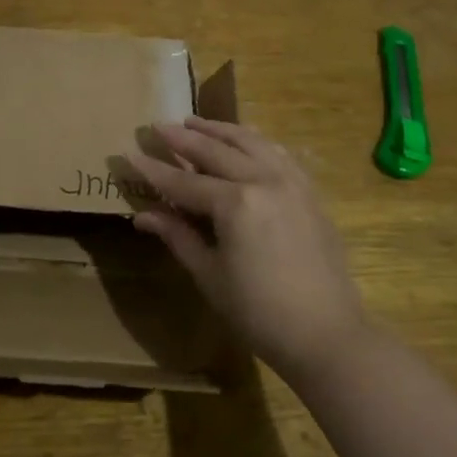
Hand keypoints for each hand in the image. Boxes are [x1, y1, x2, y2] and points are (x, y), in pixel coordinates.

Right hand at [127, 118, 366, 383]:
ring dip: (219, 130)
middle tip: (158, 126)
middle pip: (216, 151)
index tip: (129, 153)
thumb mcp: (210, 275)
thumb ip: (178, 236)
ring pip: (250, 142)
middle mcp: (264, 180)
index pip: (184, 182)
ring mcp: (292, 182)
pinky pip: (278, 153)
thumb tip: (143, 216)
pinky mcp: (310, 191)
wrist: (326, 333)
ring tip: (195, 122)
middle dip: (184, 138)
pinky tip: (243, 140)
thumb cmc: (259, 312)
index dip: (154, 170)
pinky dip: (254, 141)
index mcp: (236, 203)